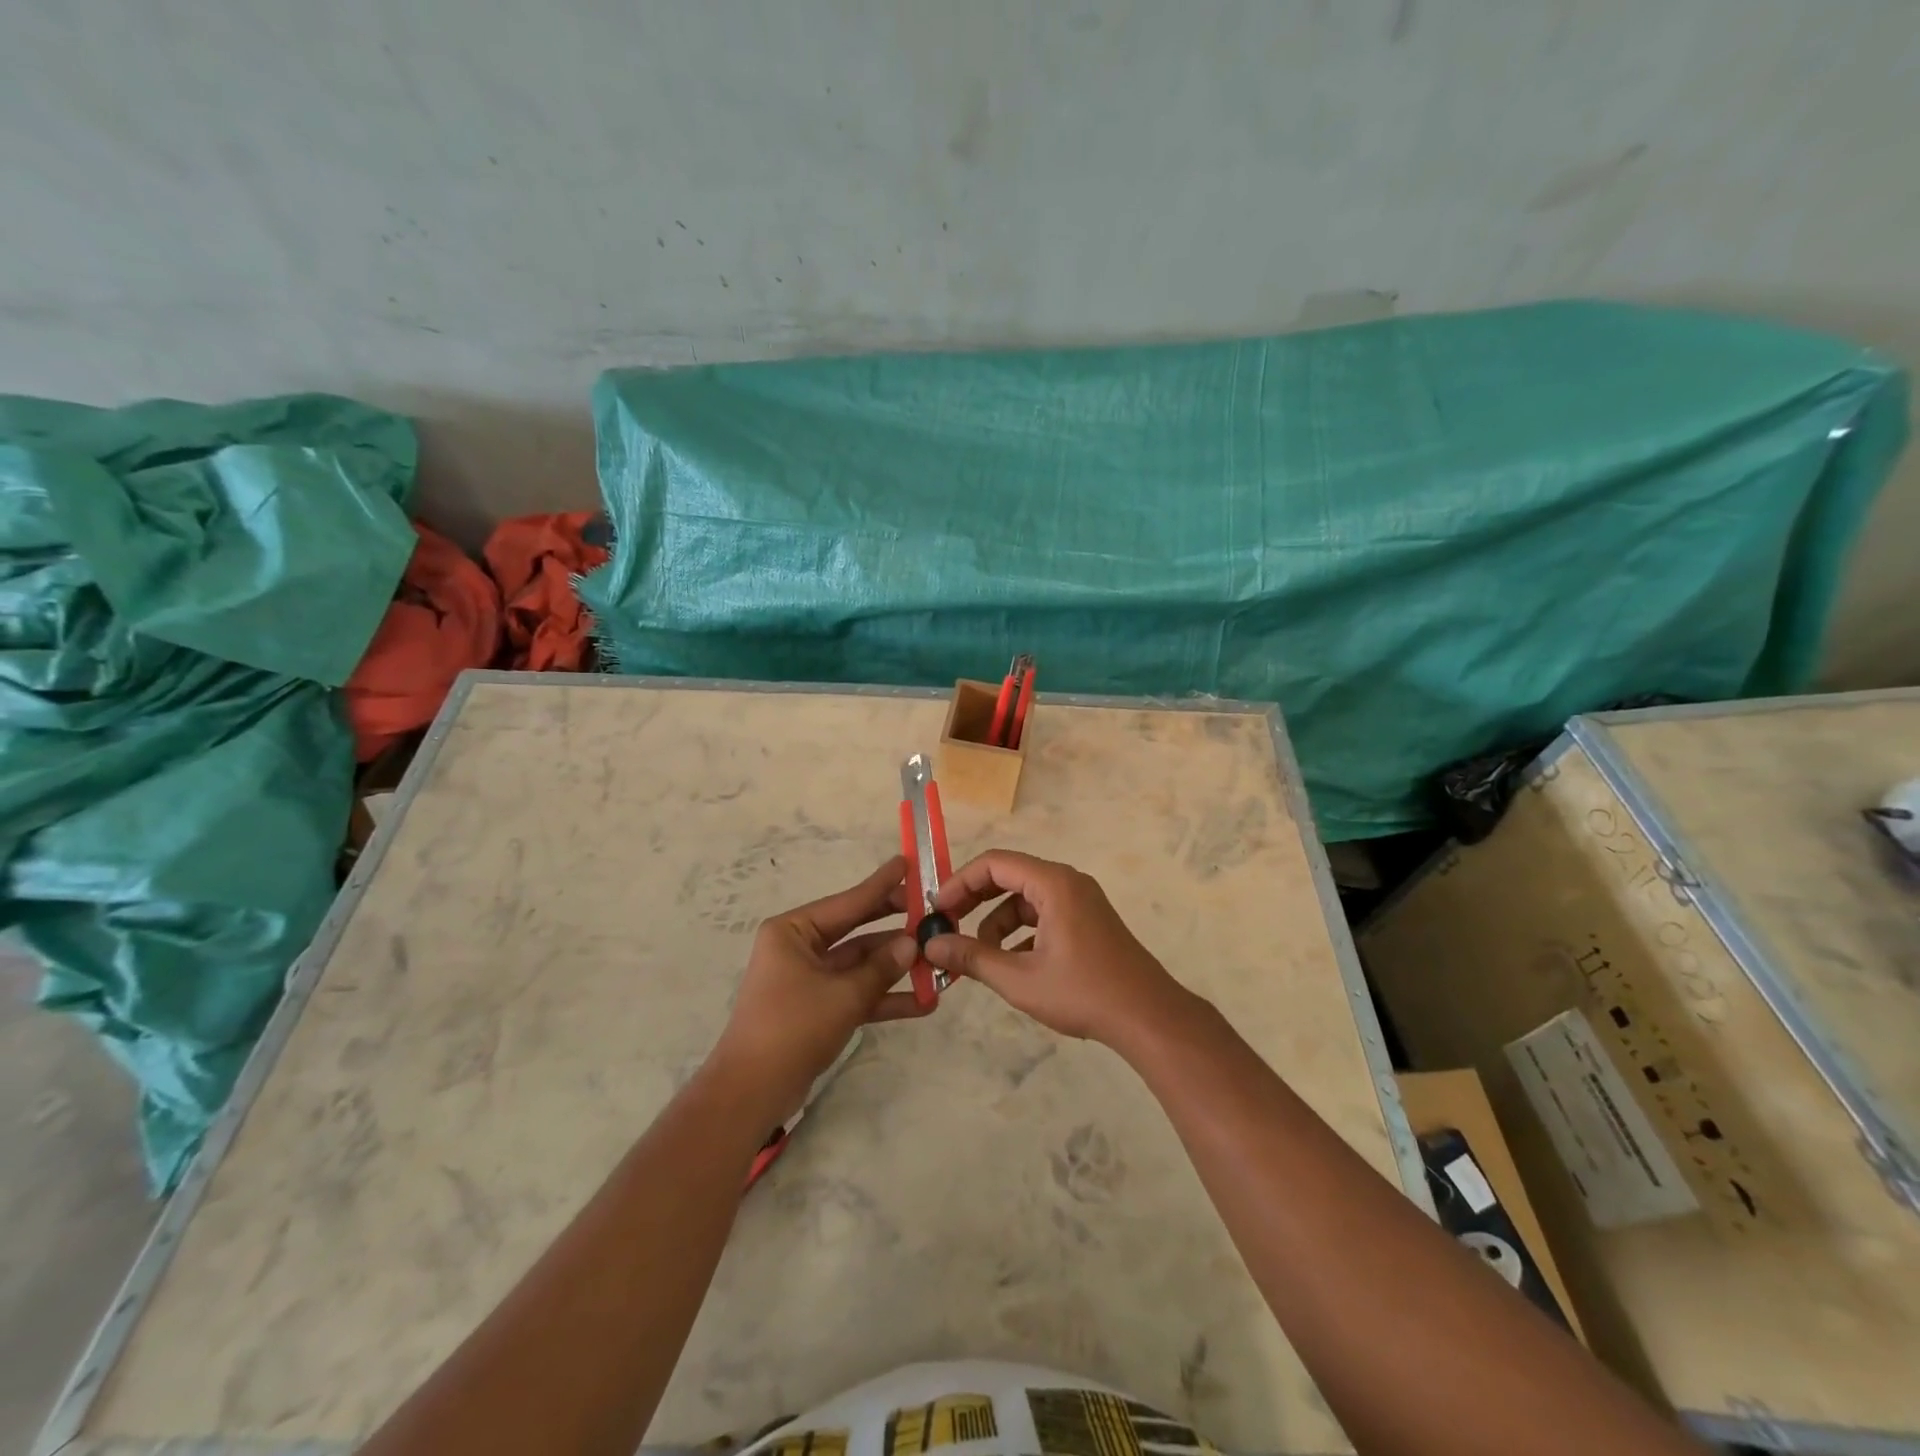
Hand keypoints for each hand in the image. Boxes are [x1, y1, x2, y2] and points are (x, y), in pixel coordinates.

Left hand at [708, 856, 928, 1116]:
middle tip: (932, 911)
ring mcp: (810, 979)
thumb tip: (913, 944)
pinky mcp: (818, 1008)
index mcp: (794, 931)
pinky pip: (856, 993)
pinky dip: (884, 997)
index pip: (848, 902)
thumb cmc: (792, 1028)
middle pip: (857, 930)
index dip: (881, 885)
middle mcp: (800, 948)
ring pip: (861, 964)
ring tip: (939, 960)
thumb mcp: (843, 995)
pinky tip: (924, 1002)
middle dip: (895, 927)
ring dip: (896, 968)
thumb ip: (881, 968)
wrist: (751, 1093)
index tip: (909, 863)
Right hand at [922, 850, 1192, 1048]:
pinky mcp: (1088, 920)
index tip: (936, 909)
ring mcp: (1081, 900)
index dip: (960, 882)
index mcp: (1053, 883)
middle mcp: (1068, 882)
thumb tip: (931, 946)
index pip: (994, 864)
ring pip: (1025, 898)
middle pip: (1009, 876)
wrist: (1148, 1017)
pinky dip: (1021, 932)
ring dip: (997, 921)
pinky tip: (1011, 964)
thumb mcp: (1019, 979)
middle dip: (975, 900)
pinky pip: (1044, 913)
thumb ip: (972, 958)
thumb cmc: (1083, 992)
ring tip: (980, 956)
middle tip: (948, 926)